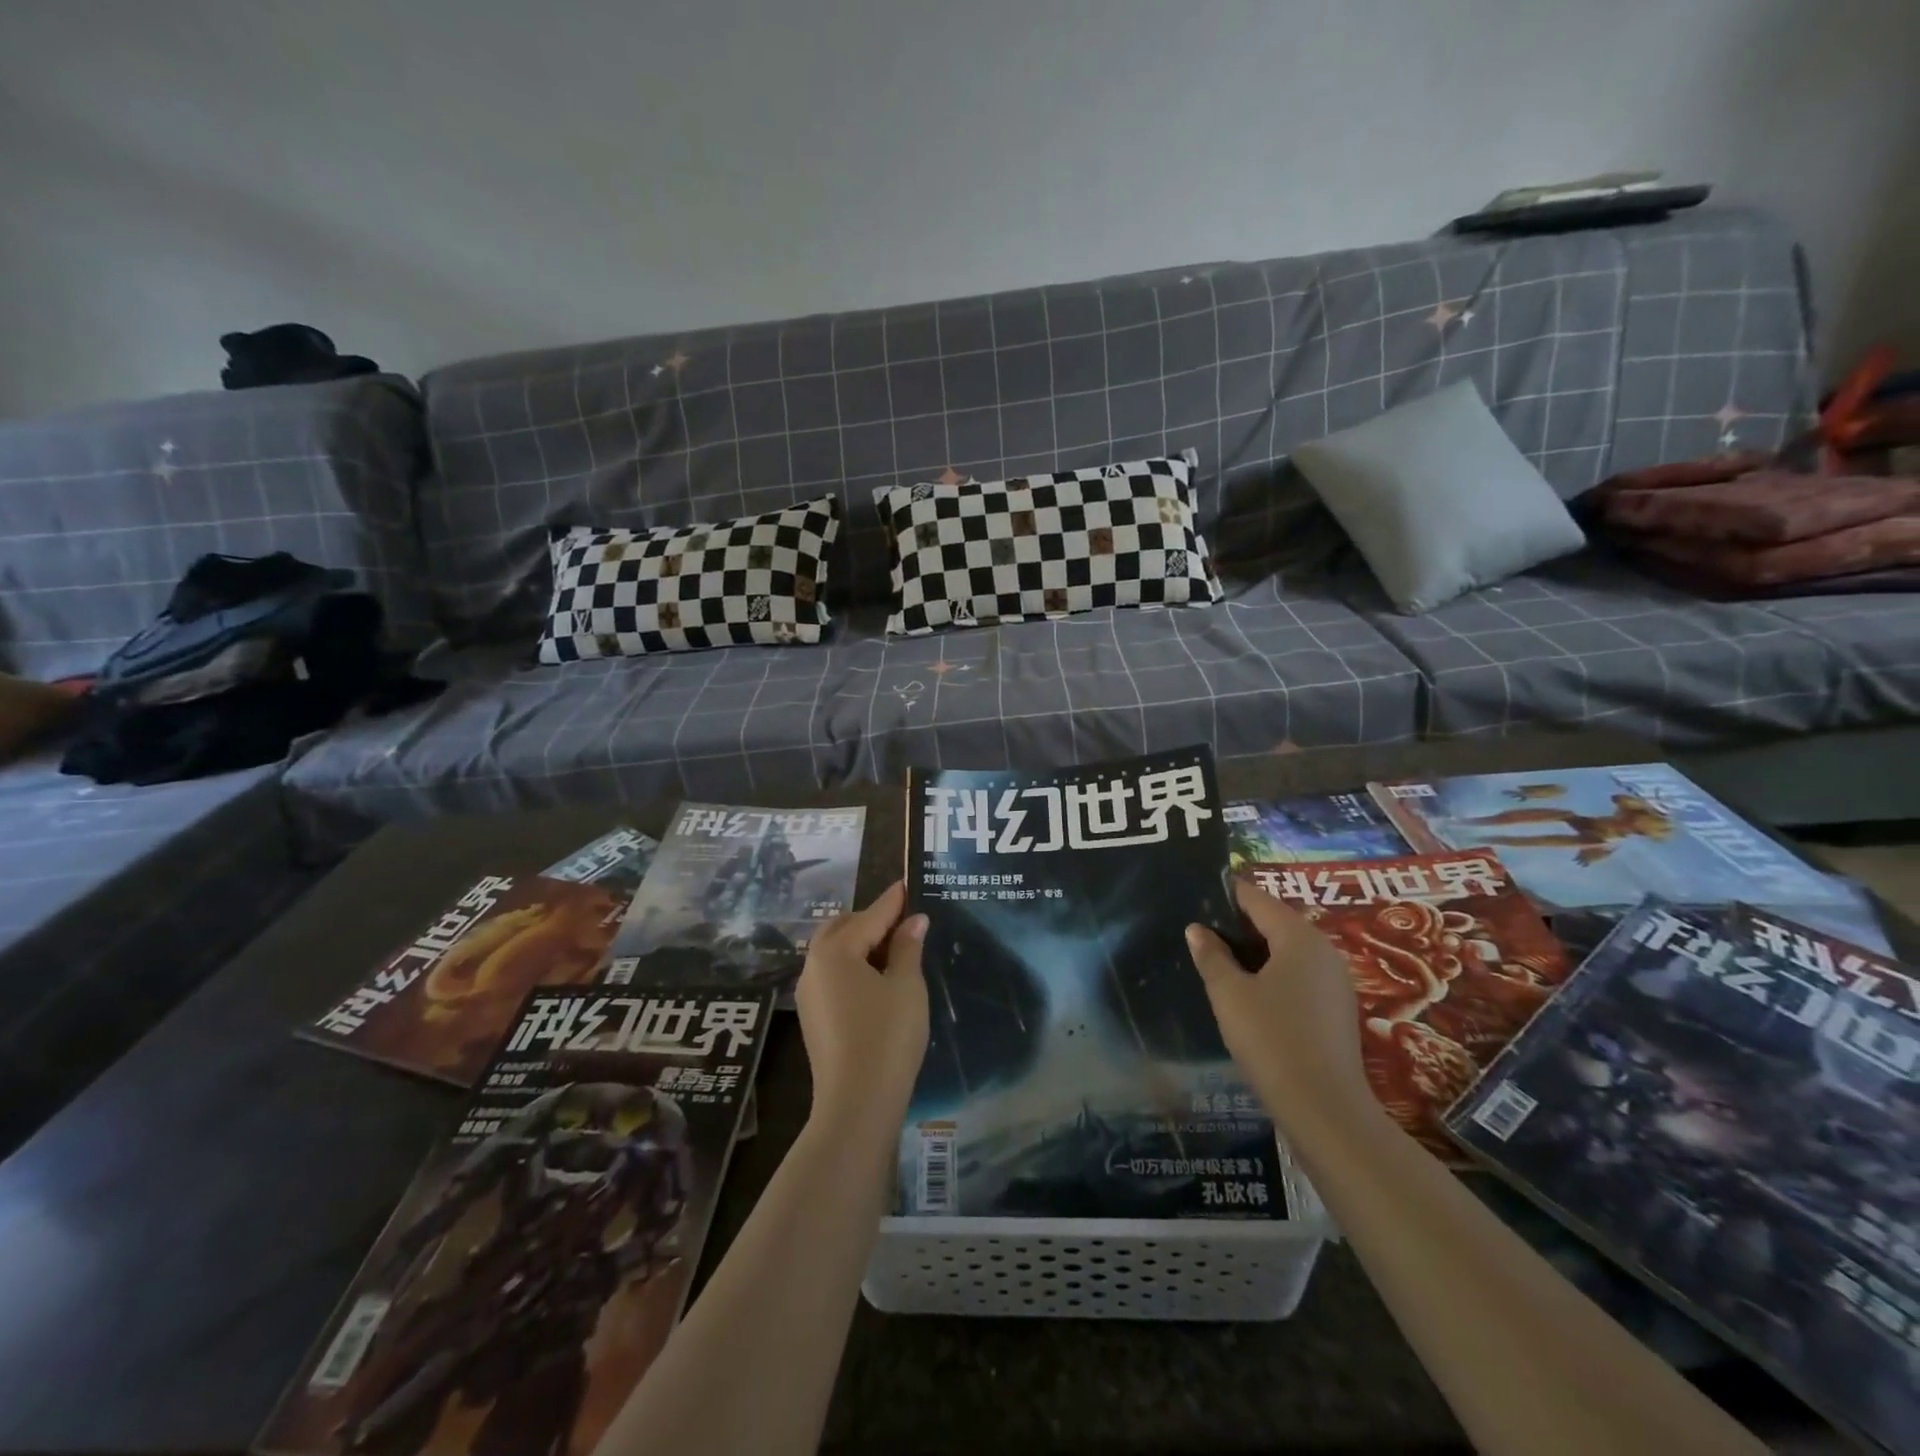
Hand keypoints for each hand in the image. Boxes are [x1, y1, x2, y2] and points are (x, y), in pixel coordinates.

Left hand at [794, 881, 929, 1127]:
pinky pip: (833, 975)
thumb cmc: (886, 1036)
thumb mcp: (906, 986)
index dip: (893, 901)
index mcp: (835, 951)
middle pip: (843, 928)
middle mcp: (813, 965)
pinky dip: (853, 966)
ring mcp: (808, 993)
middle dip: (872, 920)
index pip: (870, 915)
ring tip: (895, 949)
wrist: (856, 1104)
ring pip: (834, 951)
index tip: (908, 884)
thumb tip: (914, 921)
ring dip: (861, 943)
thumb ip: (907, 948)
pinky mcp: (813, 1016)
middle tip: (904, 922)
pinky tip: (878, 979)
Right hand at [1185, 878, 1374, 1128]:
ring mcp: (1336, 980)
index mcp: (1299, 937)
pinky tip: (1250, 990)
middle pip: (1276, 922)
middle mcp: (1324, 950)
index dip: (1227, 894)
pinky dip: (1274, 972)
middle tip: (1202, 929)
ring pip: (1289, 950)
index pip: (1257, 899)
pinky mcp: (1337, 1008)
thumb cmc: (1271, 1040)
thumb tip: (1197, 929)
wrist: (1325, 1109)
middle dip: (1240, 923)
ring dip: (1256, 950)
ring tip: (1219, 958)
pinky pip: (1300, 973)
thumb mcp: (1229, 994)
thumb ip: (1211, 956)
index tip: (1199, 894)